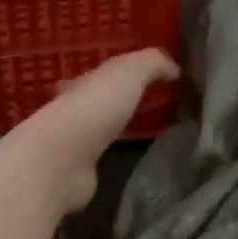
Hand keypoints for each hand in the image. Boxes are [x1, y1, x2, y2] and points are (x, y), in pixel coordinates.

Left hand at [5, 48, 179, 214]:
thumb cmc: (94, 109)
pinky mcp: (78, 174)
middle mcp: (72, 112)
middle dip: (115, 104)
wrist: (62, 161)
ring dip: (113, 132)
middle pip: (96, 104)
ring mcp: (74, 146)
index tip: (147, 80)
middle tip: (147, 108)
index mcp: (81, 84)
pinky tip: (128, 161)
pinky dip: (112, 158)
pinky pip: (100, 161)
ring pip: (97, 133)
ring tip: (144, 135)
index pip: (101, 75)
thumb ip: (152, 64)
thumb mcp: (129, 72)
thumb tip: (174, 69)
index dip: (121, 74)